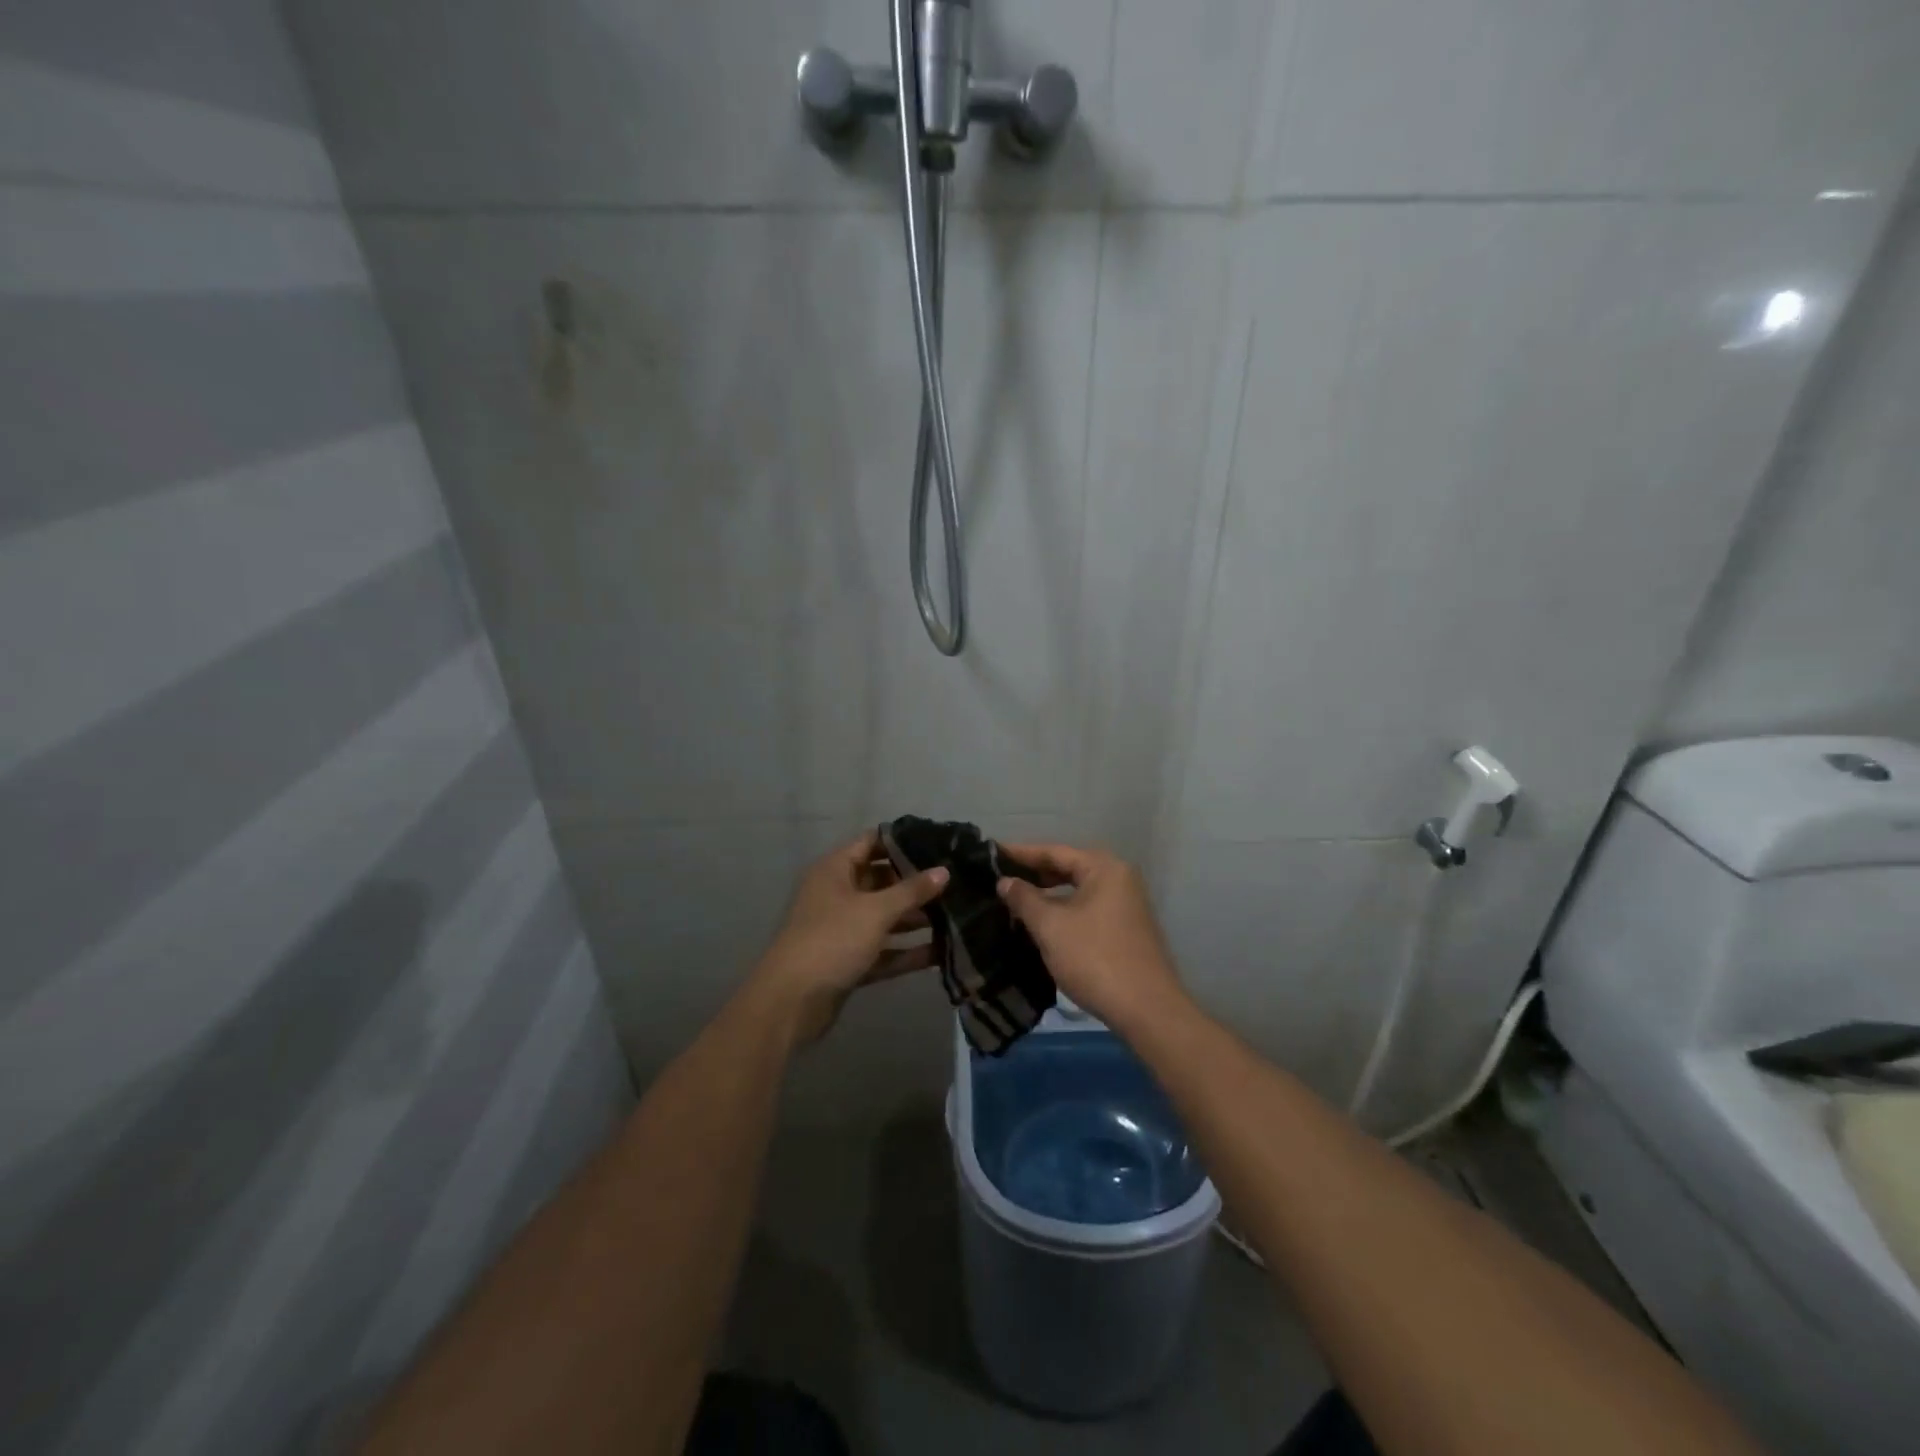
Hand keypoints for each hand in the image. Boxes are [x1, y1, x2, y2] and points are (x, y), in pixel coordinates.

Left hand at [748, 831, 948, 1045]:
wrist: (791, 1002)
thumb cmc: (832, 939)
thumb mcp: (876, 910)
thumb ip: (912, 890)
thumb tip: (944, 870)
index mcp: (835, 870)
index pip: (871, 842)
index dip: (902, 840)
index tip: (938, 841)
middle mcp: (837, 894)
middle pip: (881, 880)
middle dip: (915, 883)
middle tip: (955, 881)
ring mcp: (843, 929)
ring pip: (884, 917)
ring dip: (915, 918)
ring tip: (956, 915)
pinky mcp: (849, 960)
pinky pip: (883, 949)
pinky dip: (907, 951)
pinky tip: (941, 953)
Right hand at [995, 843, 1185, 1033]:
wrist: (1146, 1009)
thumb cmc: (1094, 958)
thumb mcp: (1051, 926)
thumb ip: (1024, 899)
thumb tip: (1005, 881)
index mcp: (1104, 868)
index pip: (1054, 851)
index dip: (1020, 853)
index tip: (991, 854)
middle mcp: (1119, 878)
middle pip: (1068, 868)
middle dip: (1034, 874)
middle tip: (999, 878)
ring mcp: (1126, 905)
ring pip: (1077, 890)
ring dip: (1047, 895)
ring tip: (1014, 900)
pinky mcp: (1126, 929)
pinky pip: (1087, 908)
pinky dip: (1063, 910)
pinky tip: (1041, 923)